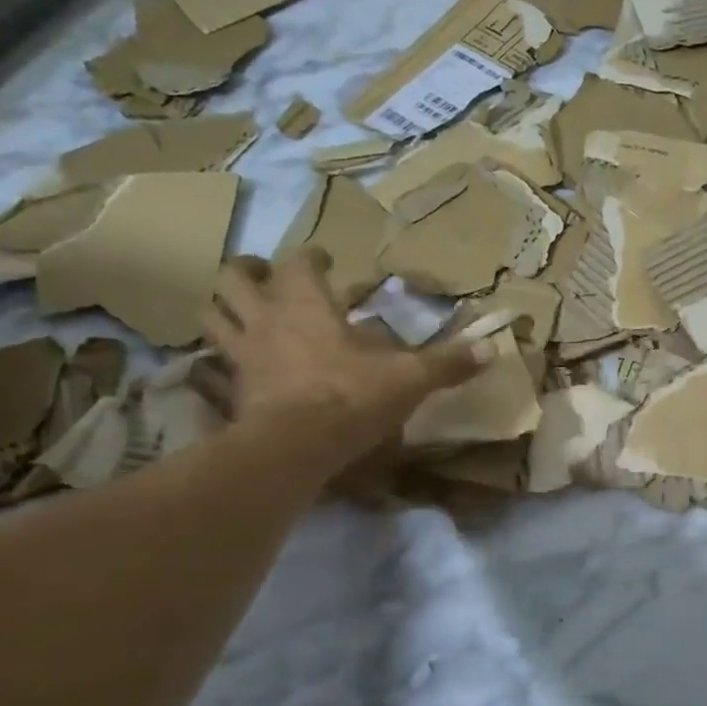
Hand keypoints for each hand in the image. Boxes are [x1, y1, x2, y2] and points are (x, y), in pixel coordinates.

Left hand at [200, 252, 488, 444]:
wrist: (294, 447)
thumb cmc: (350, 397)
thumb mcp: (408, 378)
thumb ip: (447, 363)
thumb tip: (493, 350)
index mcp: (306, 303)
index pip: (299, 261)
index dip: (311, 258)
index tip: (324, 262)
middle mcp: (267, 318)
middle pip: (234, 277)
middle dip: (248, 272)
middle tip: (267, 278)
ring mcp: (243, 353)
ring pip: (213, 313)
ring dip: (225, 307)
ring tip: (245, 312)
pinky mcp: (231, 388)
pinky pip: (216, 361)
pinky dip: (223, 355)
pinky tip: (240, 364)